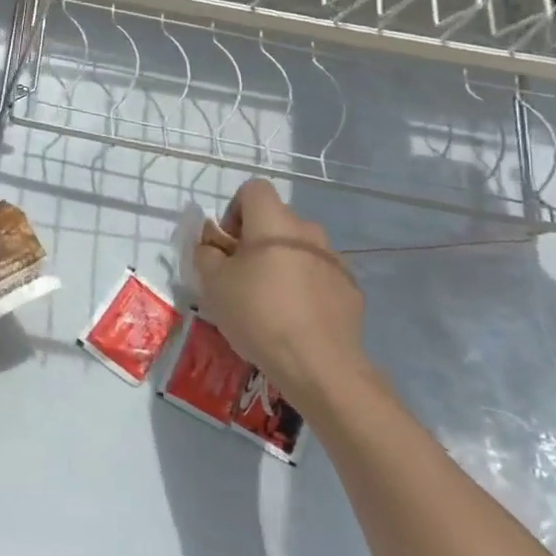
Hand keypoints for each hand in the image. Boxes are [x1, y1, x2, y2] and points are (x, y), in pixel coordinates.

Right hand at [193, 180, 364, 412]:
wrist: (319, 365)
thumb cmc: (258, 314)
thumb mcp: (212, 283)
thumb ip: (206, 253)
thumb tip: (212, 244)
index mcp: (274, 222)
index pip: (254, 189)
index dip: (235, 210)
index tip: (228, 245)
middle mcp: (308, 232)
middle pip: (277, 221)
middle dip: (257, 241)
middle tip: (241, 276)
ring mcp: (335, 261)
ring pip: (299, 249)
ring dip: (282, 263)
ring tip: (269, 302)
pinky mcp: (350, 290)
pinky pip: (319, 276)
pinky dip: (304, 287)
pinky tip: (294, 319)